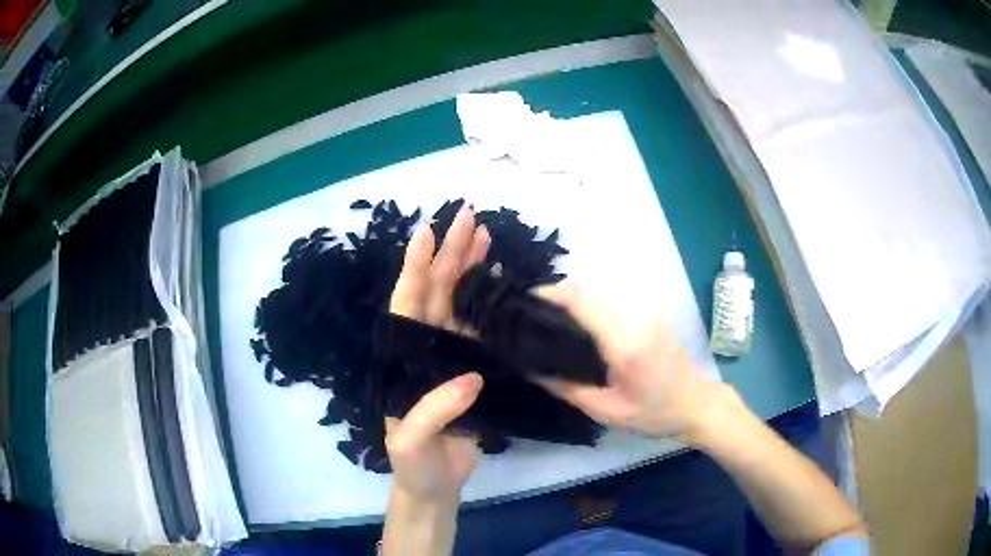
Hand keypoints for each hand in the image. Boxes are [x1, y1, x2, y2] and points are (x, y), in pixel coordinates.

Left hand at [386, 205, 489, 502]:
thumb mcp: (411, 444)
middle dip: (449, 255)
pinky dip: (487, 303)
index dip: (415, 268)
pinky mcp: (470, 370)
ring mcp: (447, 357)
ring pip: (457, 303)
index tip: (427, 231)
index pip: (407, 305)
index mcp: (401, 360)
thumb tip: (471, 377)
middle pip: (436, 293)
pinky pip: (477, 328)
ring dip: (469, 269)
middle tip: (468, 218)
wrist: (433, 484)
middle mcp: (423, 350)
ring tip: (484, 236)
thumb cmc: (414, 465)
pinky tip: (497, 281)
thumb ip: (433, 412)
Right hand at [535, 283, 736, 442]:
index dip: (550, 294)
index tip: (523, 303)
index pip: (581, 301)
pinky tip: (579, 328)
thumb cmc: (654, 415)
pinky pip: (612, 303)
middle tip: (530, 320)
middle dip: (555, 298)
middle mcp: (635, 318)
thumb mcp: (607, 411)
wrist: (697, 404)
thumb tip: (530, 369)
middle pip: (586, 292)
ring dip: (572, 302)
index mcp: (624, 343)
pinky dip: (590, 308)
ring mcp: (646, 312)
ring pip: (598, 294)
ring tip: (549, 324)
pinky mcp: (650, 314)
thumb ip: (567, 388)